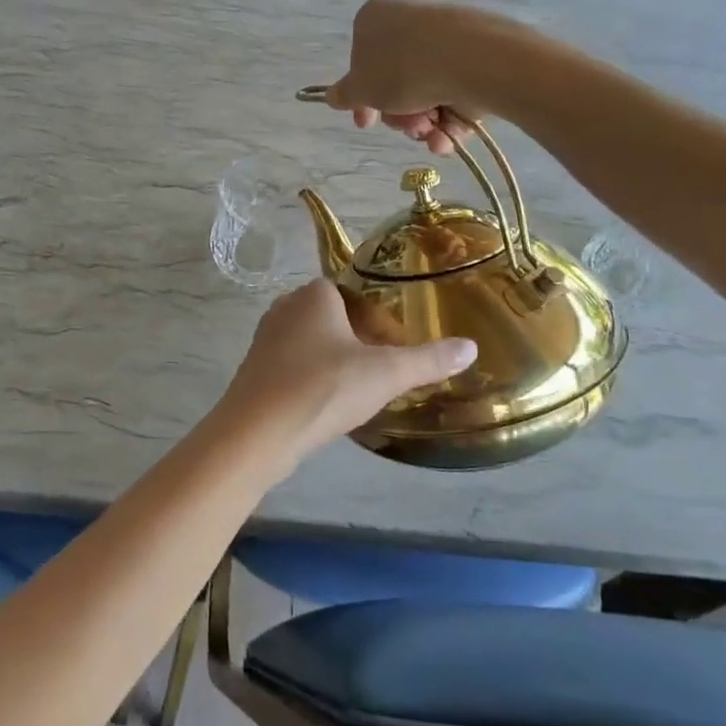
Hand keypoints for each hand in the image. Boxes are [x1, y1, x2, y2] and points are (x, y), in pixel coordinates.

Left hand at [213, 280, 475, 465]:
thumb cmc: (323, 388)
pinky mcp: (254, 371)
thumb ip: (428, 360)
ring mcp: (264, 339)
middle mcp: (284, 308)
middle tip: (380, 371)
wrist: (257, 432)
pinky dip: (310, 379)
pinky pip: (291, 366)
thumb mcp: (385, 374)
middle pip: (330, 317)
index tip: (393, 348)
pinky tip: (325, 405)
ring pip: (309, 342)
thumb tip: (471, 347)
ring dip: (332, 361)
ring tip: (356, 391)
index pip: (349, 292)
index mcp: (314, 295)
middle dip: (355, 339)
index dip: (374, 318)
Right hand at [323, 0, 489, 155]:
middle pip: (394, 81)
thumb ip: (343, 95)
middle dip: (397, 114)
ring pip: (425, 92)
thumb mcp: (360, 89)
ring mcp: (445, 38)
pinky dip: (449, 120)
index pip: (360, 61)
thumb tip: (333, 96)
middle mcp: (408, 22)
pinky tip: (447, 137)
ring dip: (422, 122)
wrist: (471, 60)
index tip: (366, 122)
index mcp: (374, 19)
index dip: (362, 99)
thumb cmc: (402, 69)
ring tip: (430, 133)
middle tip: (405, 127)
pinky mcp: (475, 55)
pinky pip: (453, 92)